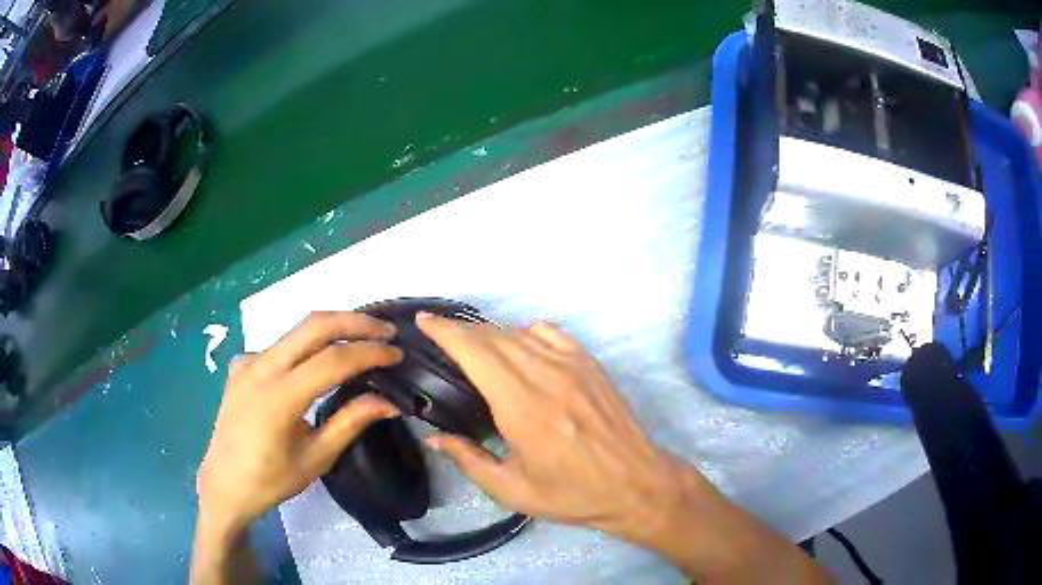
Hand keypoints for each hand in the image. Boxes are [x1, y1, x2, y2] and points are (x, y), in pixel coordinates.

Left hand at [196, 312, 402, 534]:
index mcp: (279, 397)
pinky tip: (316, 363)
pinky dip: (306, 345)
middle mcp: (261, 367)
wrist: (224, 484)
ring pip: (296, 330)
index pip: (333, 360)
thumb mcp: (316, 458)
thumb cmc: (270, 481)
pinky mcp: (242, 365)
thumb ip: (350, 423)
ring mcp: (248, 362)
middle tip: (385, 332)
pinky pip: (280, 345)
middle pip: (313, 325)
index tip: (397, 355)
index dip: (369, 353)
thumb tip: (390, 402)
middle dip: (355, 322)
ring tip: (362, 338)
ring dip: (333, 328)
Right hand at [417, 313, 830, 583]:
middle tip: (441, 337)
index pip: (474, 352)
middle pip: (493, 336)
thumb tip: (433, 437)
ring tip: (475, 347)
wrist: (636, 483)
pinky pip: (550, 333)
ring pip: (519, 332)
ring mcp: (572, 365)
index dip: (445, 331)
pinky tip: (521, 348)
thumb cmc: (572, 494)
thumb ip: (468, 459)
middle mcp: (544, 375)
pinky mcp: (590, 364)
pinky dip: (526, 333)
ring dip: (490, 333)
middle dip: (461, 331)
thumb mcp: (512, 490)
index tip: (425, 321)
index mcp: (520, 407)